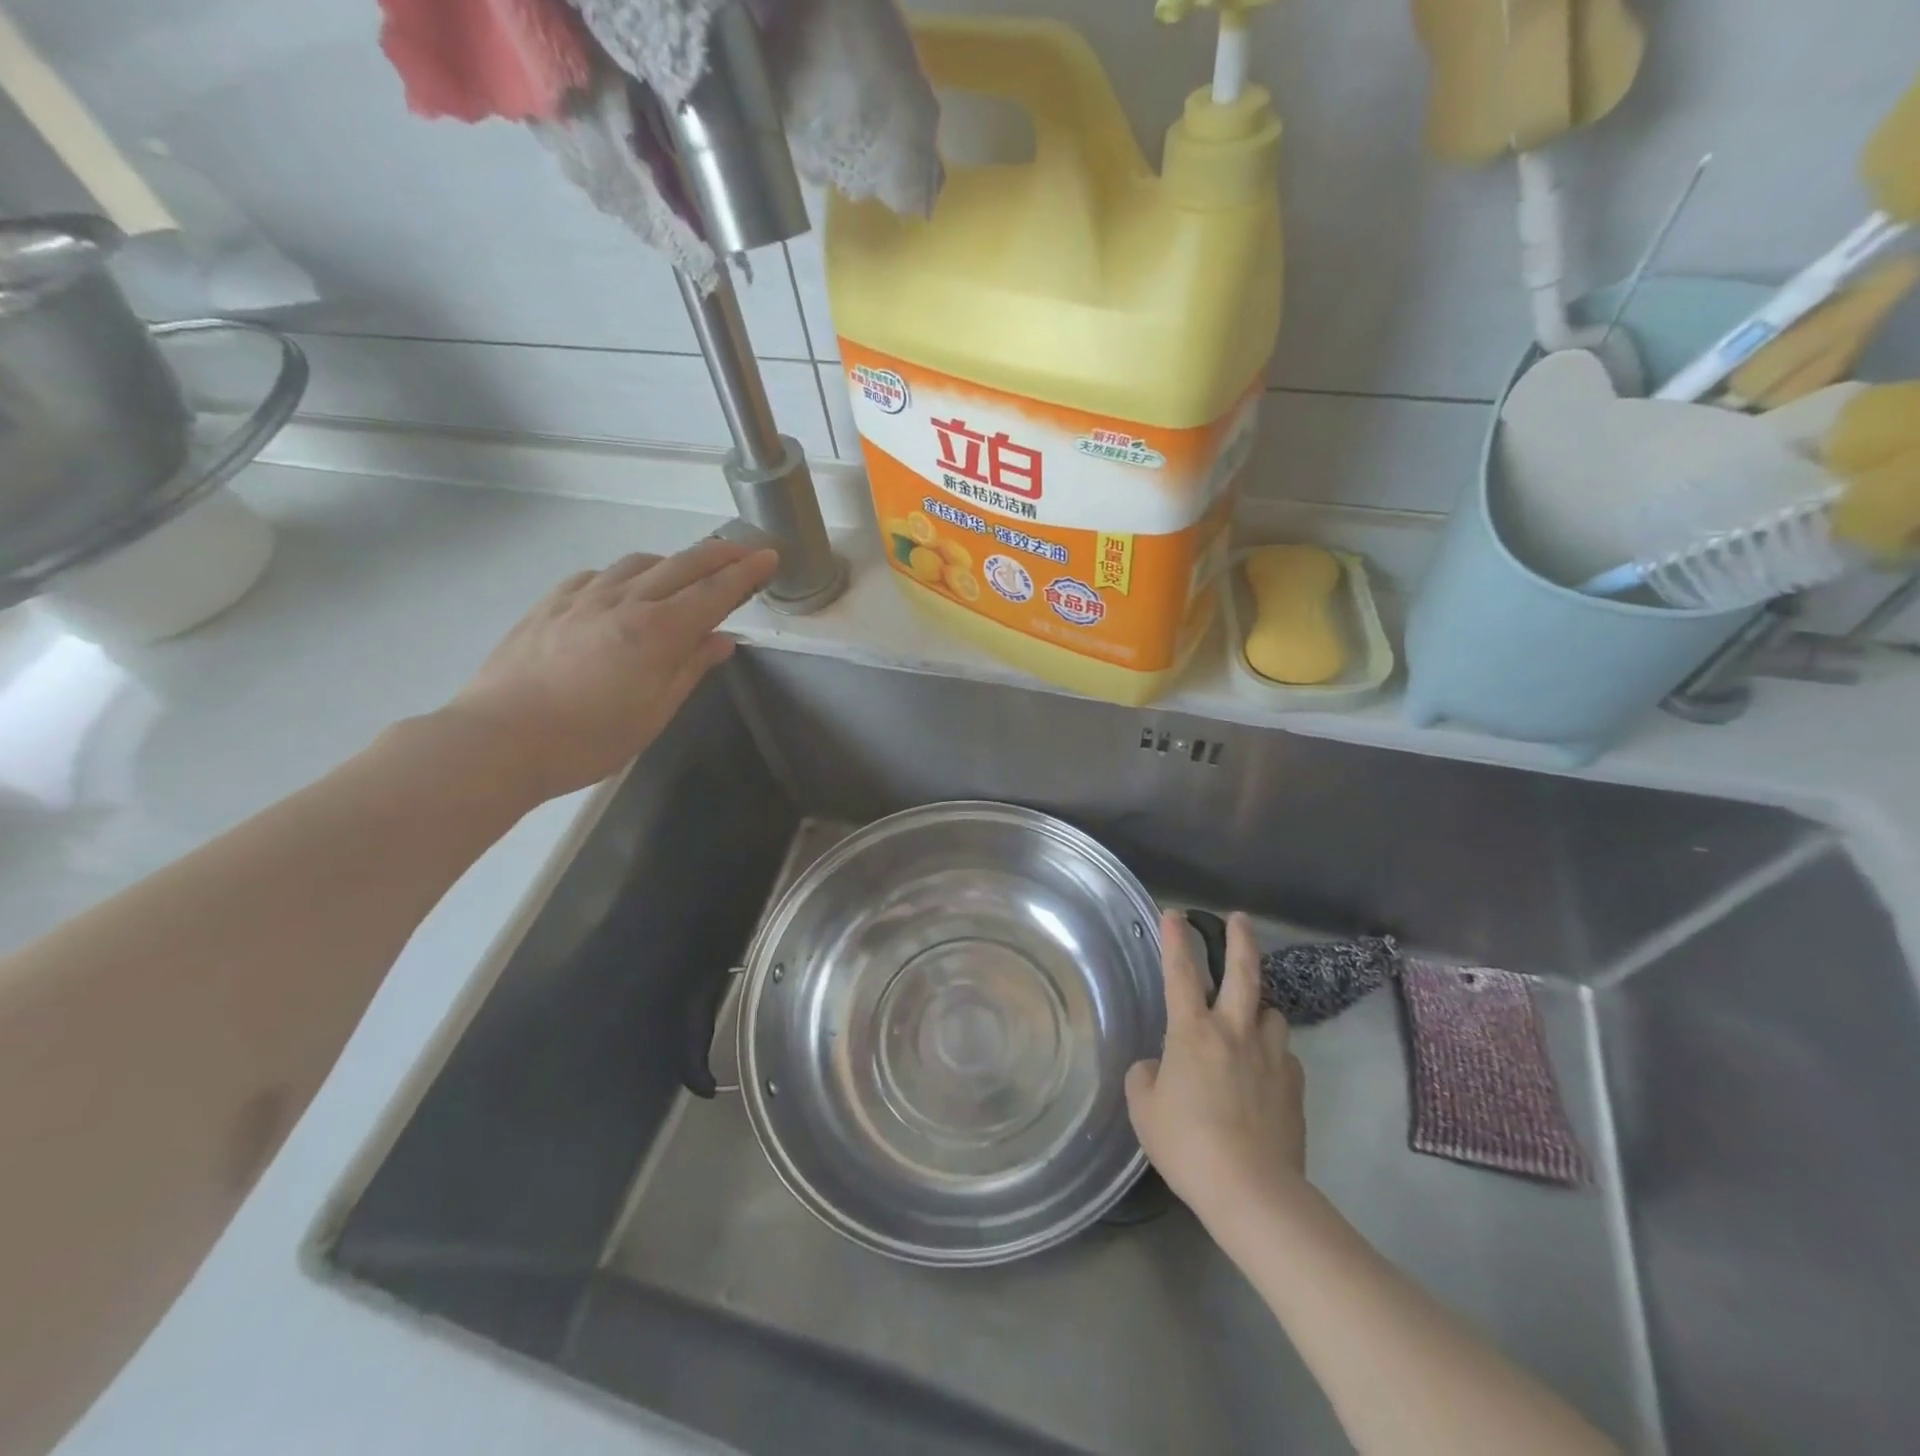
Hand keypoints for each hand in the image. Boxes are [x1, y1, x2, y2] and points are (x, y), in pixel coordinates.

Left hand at [442, 538, 777, 801]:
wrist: (498, 740)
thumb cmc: (588, 739)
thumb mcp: (654, 713)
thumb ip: (690, 669)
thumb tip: (722, 640)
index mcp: (657, 632)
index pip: (714, 592)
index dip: (746, 573)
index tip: (769, 557)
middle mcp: (625, 602)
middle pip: (682, 565)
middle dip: (720, 554)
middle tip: (744, 550)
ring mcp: (583, 597)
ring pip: (640, 563)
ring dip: (673, 561)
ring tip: (688, 572)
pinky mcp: (551, 603)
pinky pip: (600, 575)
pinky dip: (627, 574)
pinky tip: (626, 588)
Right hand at [1126, 910, 1306, 1228]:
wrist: (1252, 1190)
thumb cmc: (1187, 1144)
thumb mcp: (1145, 1110)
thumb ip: (1147, 1078)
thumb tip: (1160, 1068)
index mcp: (1192, 1031)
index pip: (1179, 972)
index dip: (1174, 939)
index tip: (1174, 912)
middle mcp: (1235, 1031)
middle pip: (1243, 972)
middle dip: (1240, 939)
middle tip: (1240, 919)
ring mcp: (1271, 1057)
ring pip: (1272, 1013)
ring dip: (1260, 1008)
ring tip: (1251, 1019)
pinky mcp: (1295, 1086)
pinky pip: (1283, 1056)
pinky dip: (1272, 1054)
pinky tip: (1263, 1074)